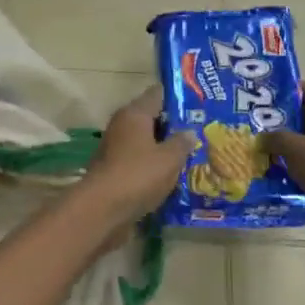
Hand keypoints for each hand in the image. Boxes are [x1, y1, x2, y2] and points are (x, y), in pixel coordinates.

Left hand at [80, 91, 197, 225]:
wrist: (102, 209)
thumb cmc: (138, 175)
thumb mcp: (169, 158)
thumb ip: (182, 143)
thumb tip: (189, 132)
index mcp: (134, 114)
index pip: (157, 94)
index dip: (177, 97)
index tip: (198, 102)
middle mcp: (122, 126)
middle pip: (151, 119)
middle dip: (173, 125)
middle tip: (201, 131)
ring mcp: (115, 149)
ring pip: (145, 142)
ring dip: (163, 148)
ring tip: (191, 154)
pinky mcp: (114, 171)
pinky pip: (139, 162)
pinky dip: (153, 166)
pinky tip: (172, 175)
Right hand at [263, 84, 304, 224]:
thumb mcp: (297, 150)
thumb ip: (276, 138)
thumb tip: (262, 138)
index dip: (287, 91)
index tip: (264, 96)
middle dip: (285, 121)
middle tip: (258, 126)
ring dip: (291, 147)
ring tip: (265, 151)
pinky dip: (301, 168)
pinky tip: (281, 174)